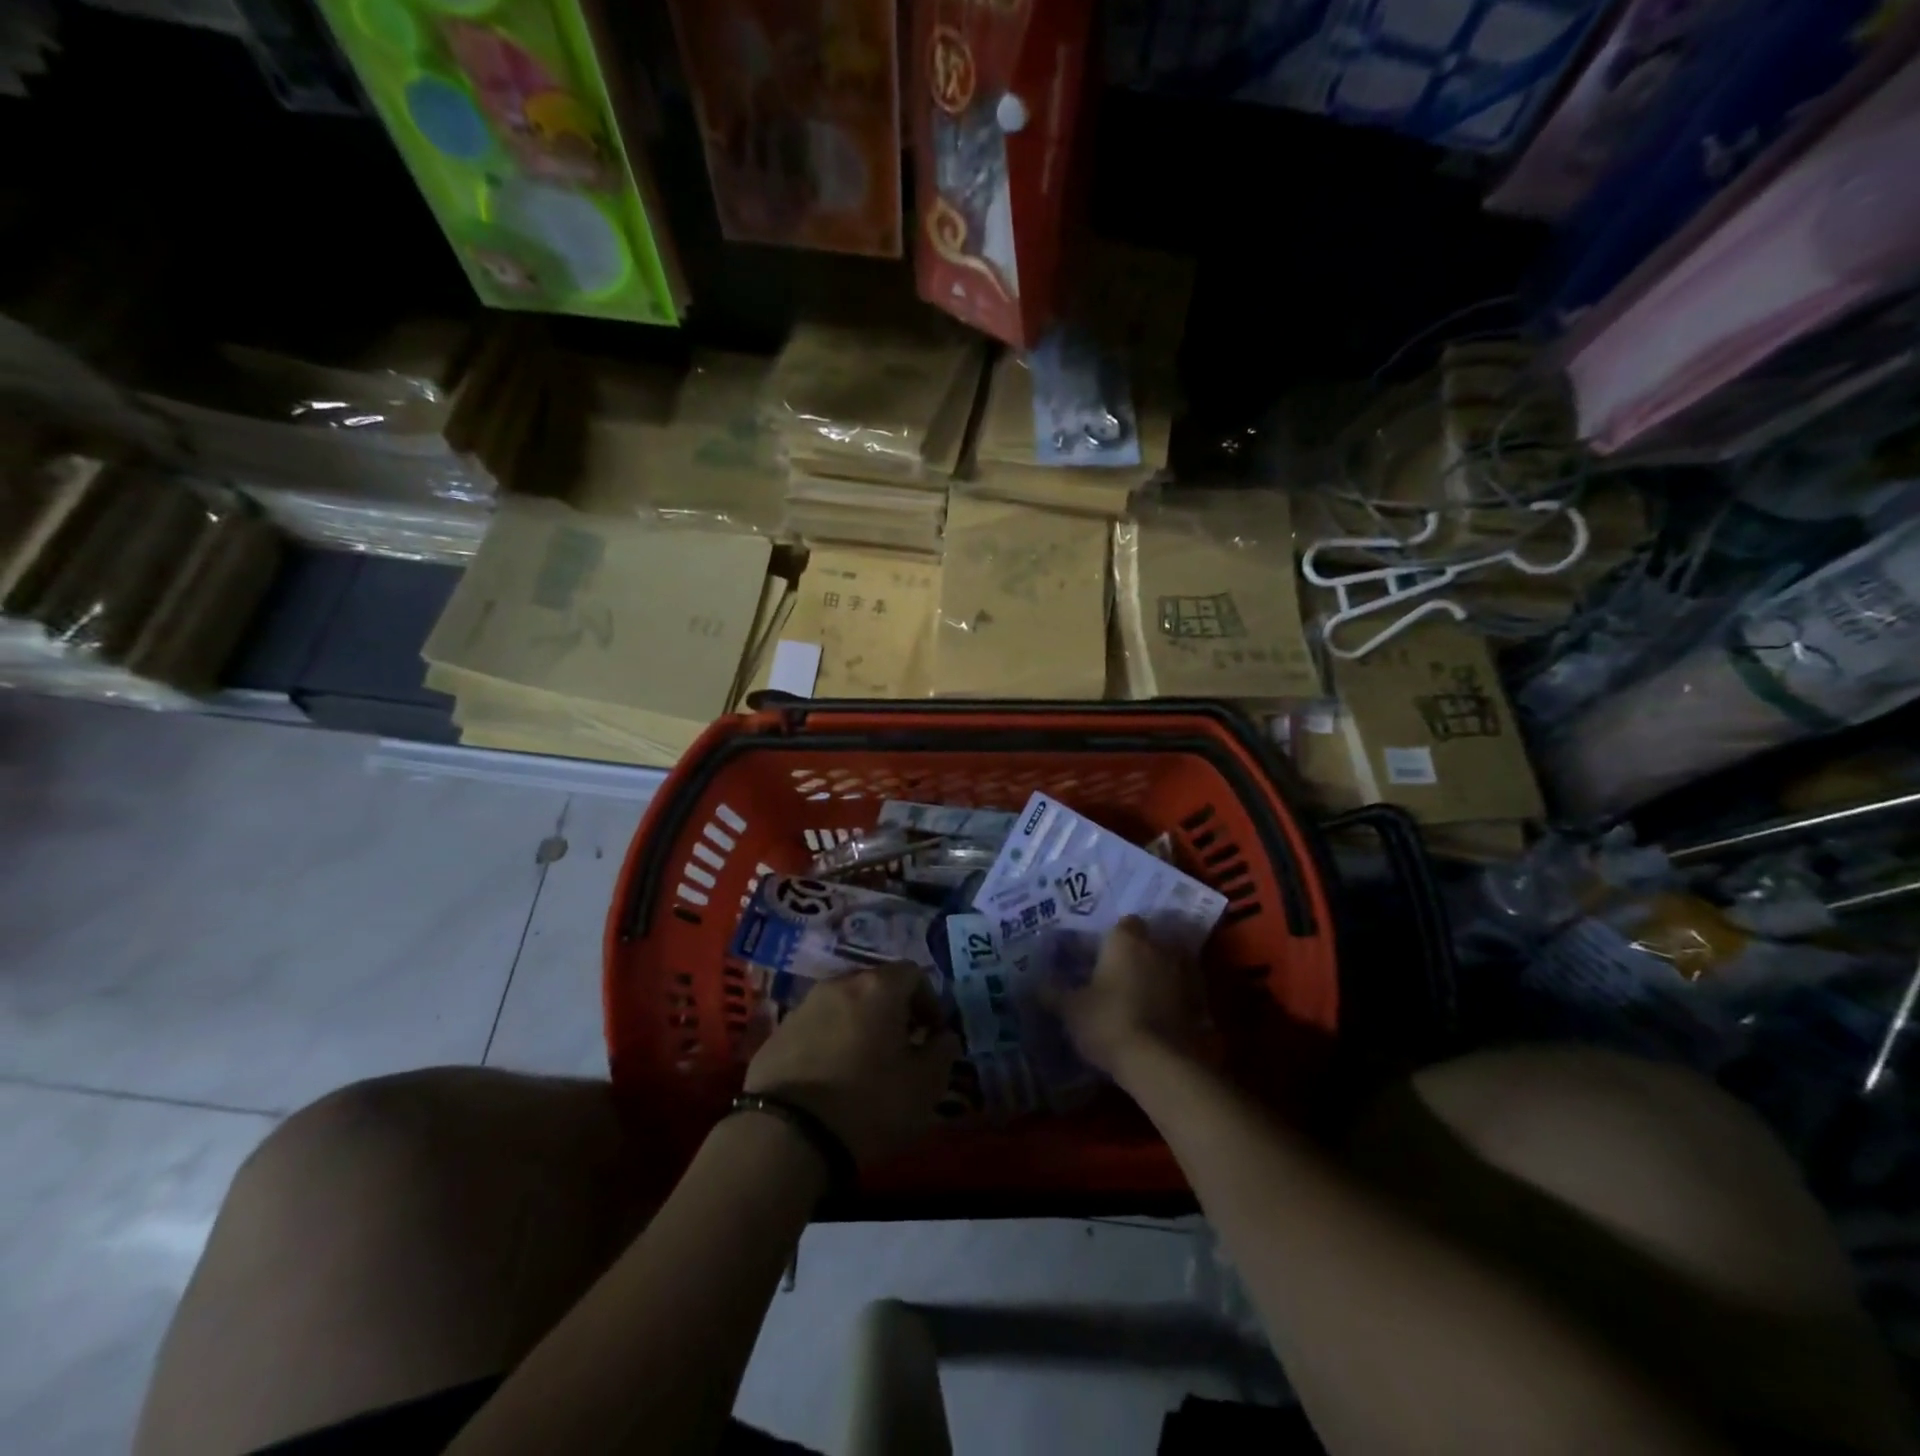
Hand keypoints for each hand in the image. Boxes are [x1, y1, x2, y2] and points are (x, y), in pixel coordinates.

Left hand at [744, 964, 960, 1165]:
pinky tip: (829, 1078)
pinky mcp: (776, 1033)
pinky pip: (814, 1027)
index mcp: (878, 987)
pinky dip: (828, 1042)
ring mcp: (803, 1006)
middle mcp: (839, 984)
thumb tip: (944, 1037)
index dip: (929, 1001)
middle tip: (900, 1049)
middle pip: (875, 985)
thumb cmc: (868, 1103)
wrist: (786, 1135)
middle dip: (892, 1011)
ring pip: (842, 1005)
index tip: (931, 1035)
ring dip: (858, 1025)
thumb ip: (943, 1052)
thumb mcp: (925, 1086)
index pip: (914, 973)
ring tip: (863, 1065)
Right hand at [1047, 917, 1204, 1083]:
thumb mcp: (1071, 1010)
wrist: (1160, 1063)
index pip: (1124, 922)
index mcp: (1126, 939)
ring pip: (1171, 963)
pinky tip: (1162, 1015)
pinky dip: (1176, 997)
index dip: (1114, 937)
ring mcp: (1185, 973)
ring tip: (1143, 994)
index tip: (1102, 954)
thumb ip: (1054, 993)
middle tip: (1120, 974)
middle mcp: (1159, 947)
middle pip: (1150, 940)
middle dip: (1138, 953)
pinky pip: (1186, 990)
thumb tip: (1036, 984)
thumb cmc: (1108, 1022)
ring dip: (1160, 973)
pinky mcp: (1201, 1002)